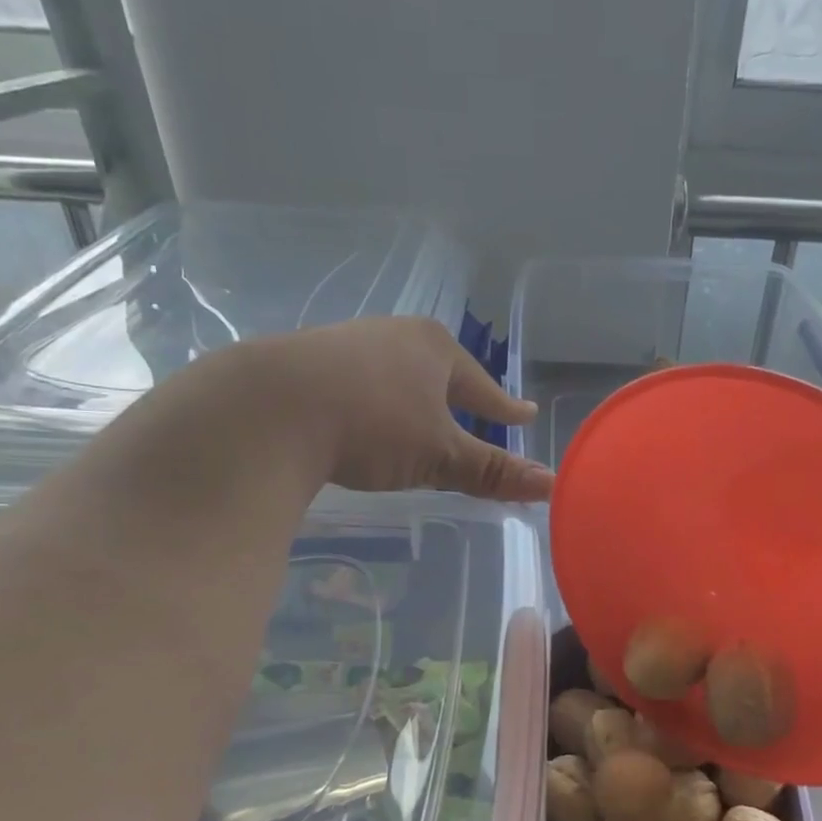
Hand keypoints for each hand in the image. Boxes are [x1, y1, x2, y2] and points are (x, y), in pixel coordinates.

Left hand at [109, 317, 552, 502]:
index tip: (524, 415)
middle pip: (438, 373)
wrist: (269, 408)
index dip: (504, 408)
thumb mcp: (439, 455)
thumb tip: (551, 485)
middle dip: (456, 396)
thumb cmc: (373, 424)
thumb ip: (492, 471)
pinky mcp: (305, 362)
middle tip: (474, 413)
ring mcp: (346, 344)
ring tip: (418, 416)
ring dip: (410, 397)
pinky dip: (370, 402)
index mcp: (434, 348)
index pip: (482, 386)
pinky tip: (361, 416)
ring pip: (394, 375)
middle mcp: (393, 335)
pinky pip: (356, 383)